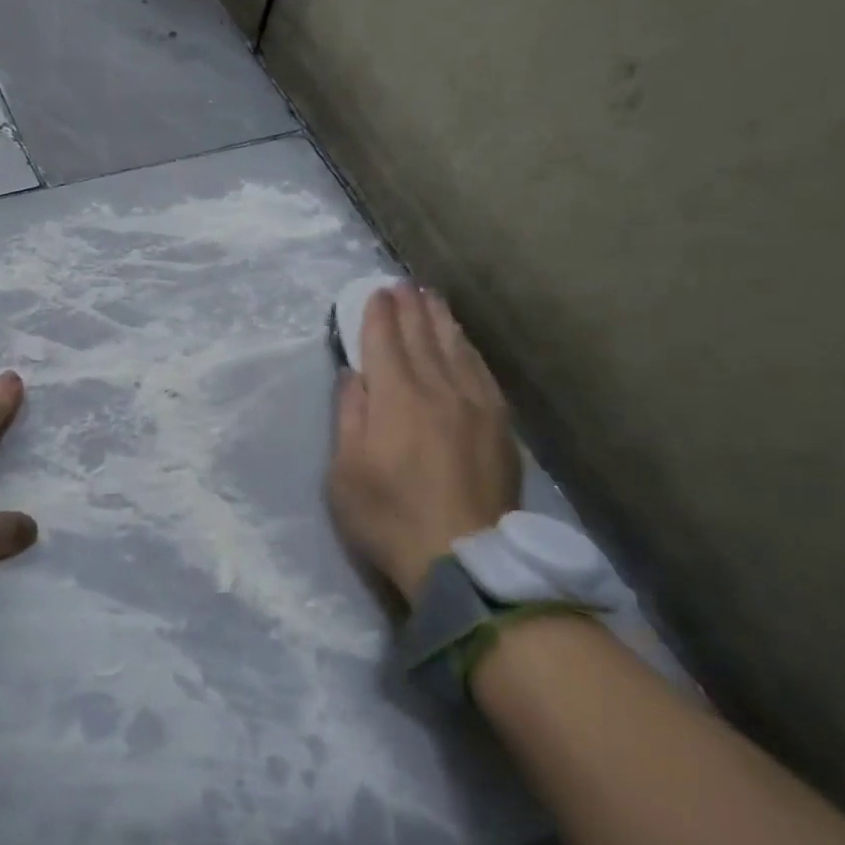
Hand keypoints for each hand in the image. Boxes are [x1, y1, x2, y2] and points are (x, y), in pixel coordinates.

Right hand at [326, 284, 520, 605]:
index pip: (385, 342)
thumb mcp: (345, 472)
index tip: (375, 292)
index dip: (378, 314)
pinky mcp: (499, 425)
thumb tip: (354, 375)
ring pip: (456, 349)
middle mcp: (438, 389)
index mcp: (396, 398)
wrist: (464, 559)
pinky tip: (464, 343)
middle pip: (423, 337)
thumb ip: (349, 416)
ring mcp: (475, 405)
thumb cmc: (389, 517)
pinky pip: (482, 373)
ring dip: (441, 320)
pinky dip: (468, 350)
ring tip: (432, 299)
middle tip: (402, 285)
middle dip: (410, 308)